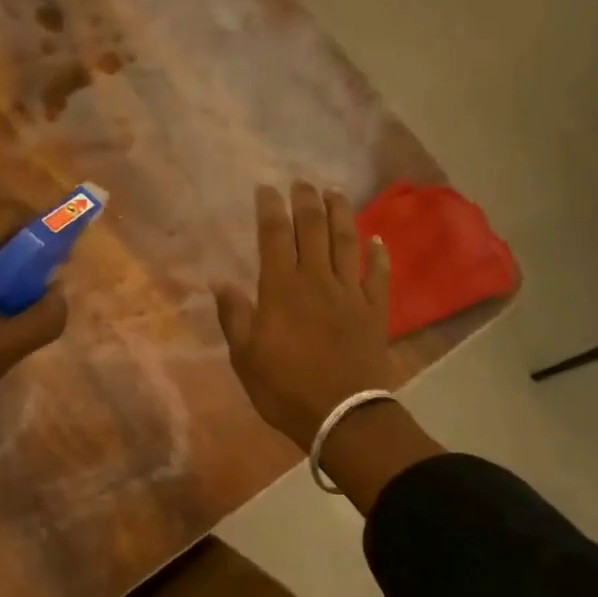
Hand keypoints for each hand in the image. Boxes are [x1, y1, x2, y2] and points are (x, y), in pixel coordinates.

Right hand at [212, 182, 394, 450]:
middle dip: (305, 202)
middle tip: (301, 182)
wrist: (341, 414)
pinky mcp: (374, 310)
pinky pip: (378, 274)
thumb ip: (234, 316)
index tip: (266, 188)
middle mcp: (316, 280)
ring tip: (334, 192)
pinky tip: (377, 239)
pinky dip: (378, 254)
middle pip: (312, 229)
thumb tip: (219, 282)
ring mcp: (349, 293)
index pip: (274, 237)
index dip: (270, 209)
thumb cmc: (284, 389)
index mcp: (281, 289)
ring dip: (340, 214)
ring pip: (346, 242)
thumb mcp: (245, 357)